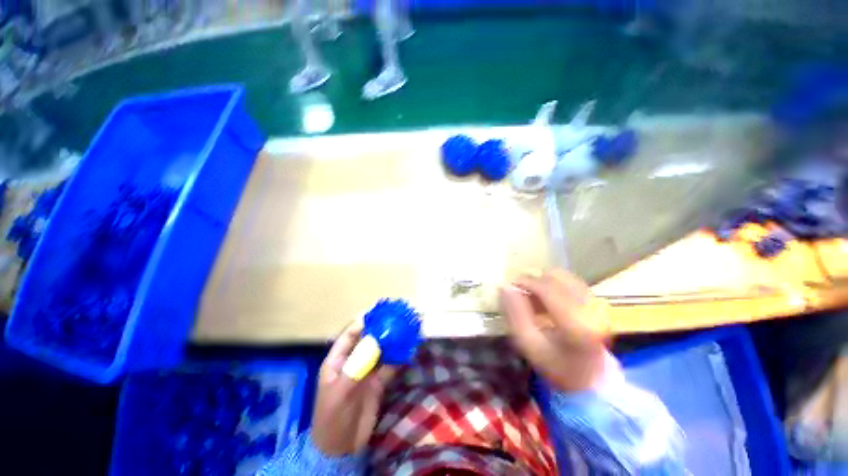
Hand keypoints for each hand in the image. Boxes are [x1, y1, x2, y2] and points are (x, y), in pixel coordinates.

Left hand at [311, 320, 395, 455]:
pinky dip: (398, 357)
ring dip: (391, 342)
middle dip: (381, 329)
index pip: (349, 335)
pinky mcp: (378, 383)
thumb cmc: (332, 418)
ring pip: (380, 351)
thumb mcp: (340, 392)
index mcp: (337, 361)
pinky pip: (389, 366)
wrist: (341, 448)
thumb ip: (357, 365)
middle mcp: (353, 362)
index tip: (378, 312)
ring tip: (405, 329)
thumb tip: (376, 339)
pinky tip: (408, 349)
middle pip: (367, 340)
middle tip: (395, 317)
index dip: (362, 322)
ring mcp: (366, 372)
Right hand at [500, 269, 607, 392]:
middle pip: (556, 277)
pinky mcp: (597, 302)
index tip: (509, 287)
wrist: (589, 379)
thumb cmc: (555, 364)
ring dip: (543, 281)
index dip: (525, 282)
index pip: (547, 288)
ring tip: (532, 296)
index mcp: (576, 323)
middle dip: (533, 280)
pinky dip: (553, 284)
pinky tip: (545, 298)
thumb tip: (505, 287)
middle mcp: (591, 309)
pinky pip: (571, 281)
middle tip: (519, 291)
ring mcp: (596, 304)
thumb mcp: (528, 344)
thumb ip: (515, 314)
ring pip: (563, 276)